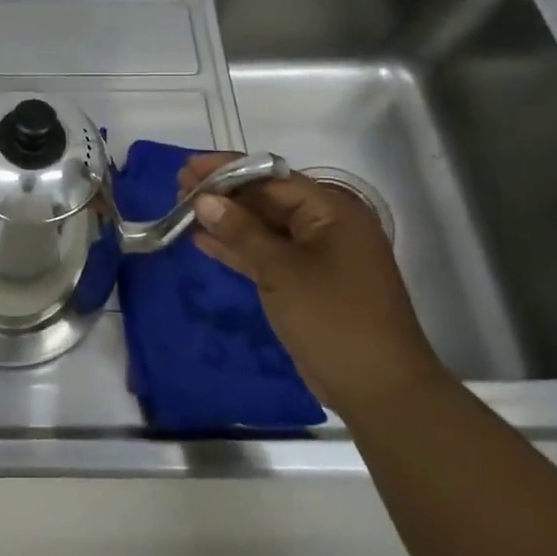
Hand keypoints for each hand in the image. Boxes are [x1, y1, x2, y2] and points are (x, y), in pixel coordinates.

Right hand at [180, 154, 448, 418]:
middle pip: (268, 199)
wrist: (377, 387)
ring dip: (226, 220)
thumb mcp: (281, 270)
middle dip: (224, 193)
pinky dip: (237, 248)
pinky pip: (266, 254)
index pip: (273, 178)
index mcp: (333, 212)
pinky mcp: (304, 283)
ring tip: (183, 209)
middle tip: (179, 188)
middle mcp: (327, 227)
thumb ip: (241, 231)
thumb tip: (204, 199)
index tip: (188, 168)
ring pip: (263, 228)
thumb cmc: (332, 317)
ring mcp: (316, 257)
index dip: (229, 170)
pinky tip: (202, 240)